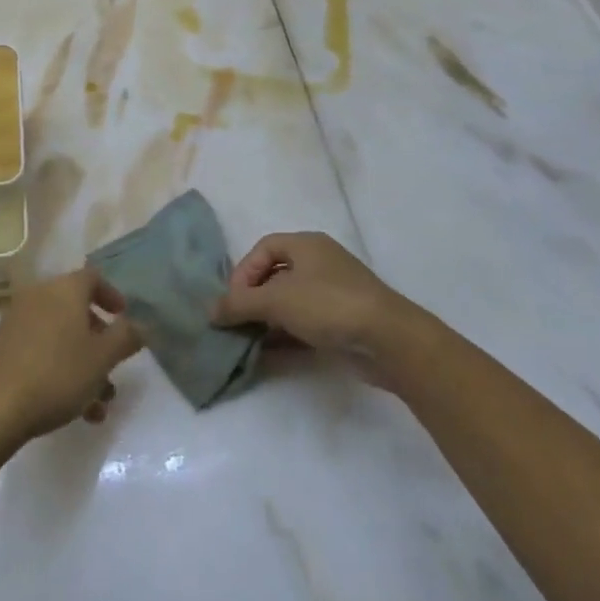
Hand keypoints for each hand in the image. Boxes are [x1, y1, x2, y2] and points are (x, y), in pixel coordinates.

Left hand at [0, 269, 141, 446]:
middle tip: (113, 368)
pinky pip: (42, 350)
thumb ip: (127, 337)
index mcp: (64, 289)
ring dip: (84, 365)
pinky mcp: (4, 346)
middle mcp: (39, 295)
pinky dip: (61, 370)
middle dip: (100, 342)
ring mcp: (18, 320)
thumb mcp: (103, 357)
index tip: (125, 318)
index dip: (113, 296)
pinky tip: (75, 410)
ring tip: (98, 406)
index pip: (94, 278)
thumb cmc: (58, 374)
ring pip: (62, 336)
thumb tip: (140, 324)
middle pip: (77, 310)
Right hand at [211, 232, 407, 355]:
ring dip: (267, 321)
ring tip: (246, 341)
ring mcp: (332, 295)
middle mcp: (319, 264)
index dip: (243, 271)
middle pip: (275, 276)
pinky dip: (284, 337)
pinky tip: (267, 355)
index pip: (263, 249)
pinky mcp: (341, 324)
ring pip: (289, 303)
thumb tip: (211, 311)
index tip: (232, 300)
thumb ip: (239, 304)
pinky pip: (304, 326)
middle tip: (236, 321)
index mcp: (306, 245)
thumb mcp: (276, 300)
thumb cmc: (328, 305)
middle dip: (252, 298)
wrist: (388, 340)